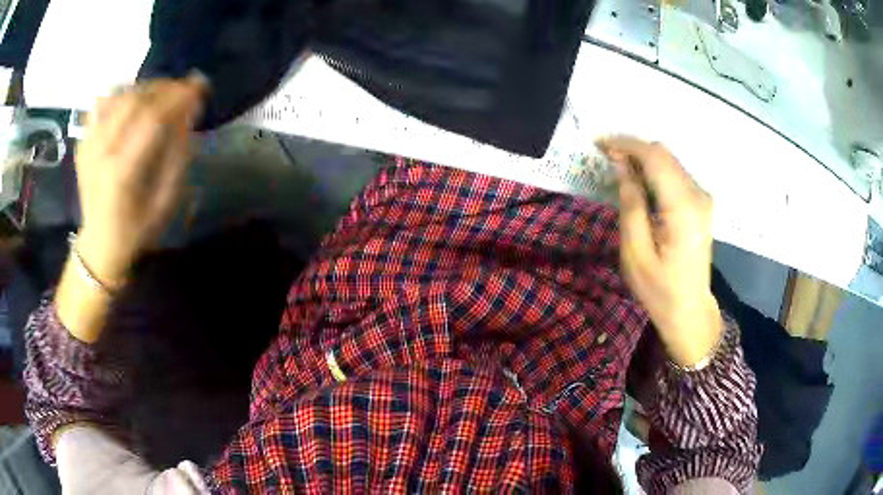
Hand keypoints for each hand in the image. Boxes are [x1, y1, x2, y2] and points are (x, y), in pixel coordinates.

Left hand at [74, 77, 205, 287]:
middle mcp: (101, 152)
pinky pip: (99, 106)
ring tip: (160, 95)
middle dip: (164, 87)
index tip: (199, 87)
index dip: (178, 96)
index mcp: (122, 172)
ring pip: (117, 97)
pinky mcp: (83, 143)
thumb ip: (177, 157)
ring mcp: (88, 146)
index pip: (152, 117)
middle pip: (134, 100)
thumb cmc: (135, 231)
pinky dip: (118, 95)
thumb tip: (188, 115)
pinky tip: (130, 102)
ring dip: (144, 89)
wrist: (99, 246)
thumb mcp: (164, 203)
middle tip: (183, 89)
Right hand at [598, 136, 721, 367]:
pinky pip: (675, 174)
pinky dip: (654, 172)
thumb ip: (630, 204)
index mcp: (683, 208)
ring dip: (642, 160)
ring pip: (669, 161)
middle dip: (632, 149)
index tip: (599, 143)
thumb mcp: (635, 252)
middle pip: (664, 154)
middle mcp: (698, 195)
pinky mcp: (701, 204)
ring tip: (617, 169)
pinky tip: (638, 184)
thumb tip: (621, 166)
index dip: (626, 144)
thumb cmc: (659, 289)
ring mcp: (702, 198)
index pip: (655, 157)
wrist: (689, 310)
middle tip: (604, 156)